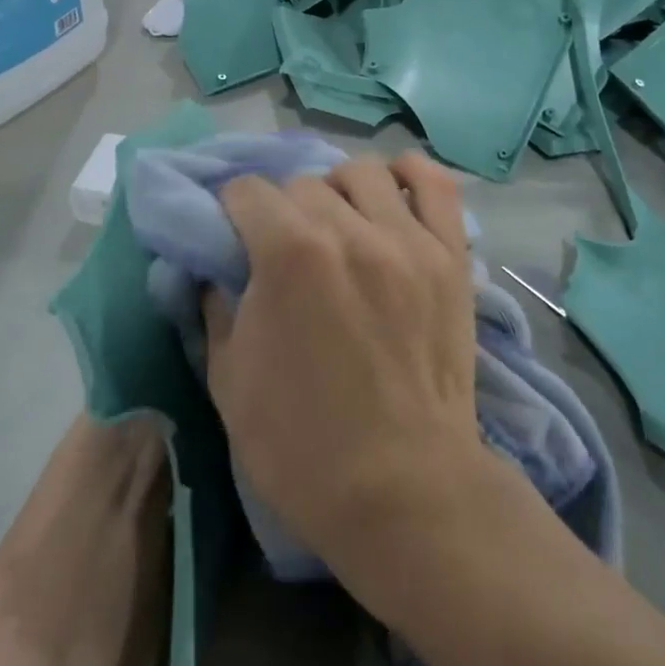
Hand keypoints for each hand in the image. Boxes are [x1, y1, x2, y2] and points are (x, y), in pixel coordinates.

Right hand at [205, 153, 482, 574]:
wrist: (403, 492)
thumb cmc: (302, 446)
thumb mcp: (228, 379)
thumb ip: (215, 305)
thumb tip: (215, 266)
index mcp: (289, 255)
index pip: (246, 191)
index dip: (230, 213)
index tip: (232, 240)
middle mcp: (350, 231)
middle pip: (302, 182)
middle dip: (280, 211)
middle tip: (284, 251)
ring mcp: (408, 241)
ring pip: (362, 173)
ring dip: (337, 194)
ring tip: (338, 231)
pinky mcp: (450, 258)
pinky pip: (435, 184)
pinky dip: (409, 178)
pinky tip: (390, 200)